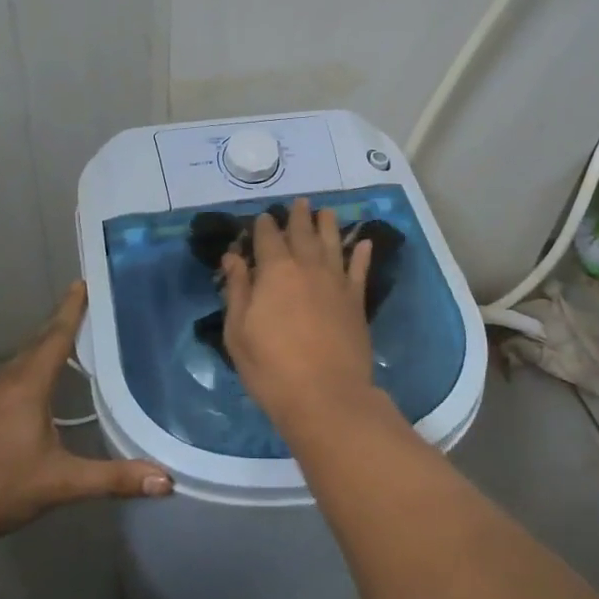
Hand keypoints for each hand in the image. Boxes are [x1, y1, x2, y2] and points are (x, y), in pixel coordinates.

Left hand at [0, 283, 171, 545]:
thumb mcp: (59, 484)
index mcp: (27, 386)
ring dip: (34, 360)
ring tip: (54, 361)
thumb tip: (167, 481)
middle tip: (77, 315)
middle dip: (56, 330)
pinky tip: (14, 410)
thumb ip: (111, 479)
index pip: (56, 337)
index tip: (81, 282)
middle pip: (34, 348)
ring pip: (11, 371)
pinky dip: (11, 387)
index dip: (71, 309)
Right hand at [221, 198, 378, 425]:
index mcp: (275, 271)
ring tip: (327, 211)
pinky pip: (360, 270)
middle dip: (298, 216)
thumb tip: (233, 257)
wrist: (326, 396)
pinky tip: (364, 243)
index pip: (268, 238)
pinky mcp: (356, 301)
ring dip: (328, 225)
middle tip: (299, 202)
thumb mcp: (239, 331)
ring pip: (332, 244)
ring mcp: (336, 282)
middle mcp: (307, 267)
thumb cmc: (271, 367)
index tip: (263, 218)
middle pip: (303, 233)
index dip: (264, 226)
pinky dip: (362, 255)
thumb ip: (238, 290)